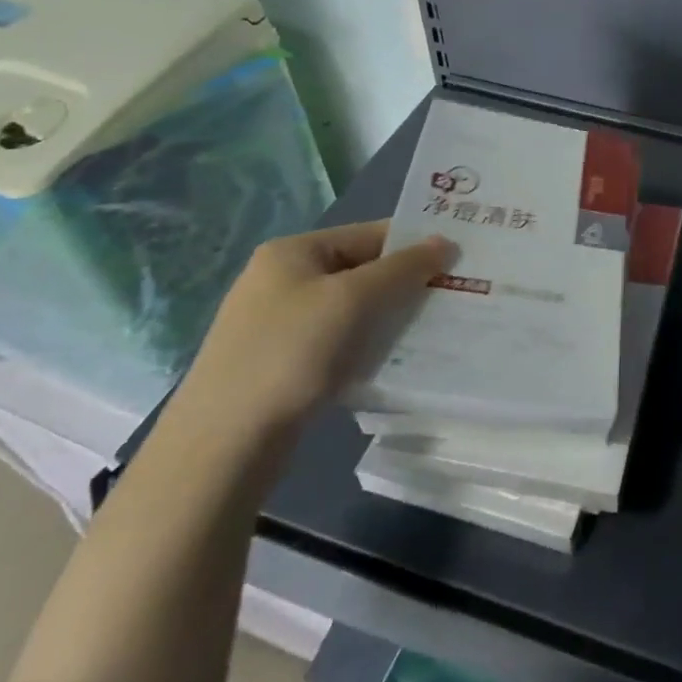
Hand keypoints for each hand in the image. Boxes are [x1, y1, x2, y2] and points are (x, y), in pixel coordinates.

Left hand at [179, 219, 451, 437]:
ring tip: (433, 331)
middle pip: (362, 270)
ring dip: (389, 318)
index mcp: (293, 252)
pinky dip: (367, 346)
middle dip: (405, 285)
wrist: (221, 448)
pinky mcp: (281, 364)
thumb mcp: (353, 300)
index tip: (459, 263)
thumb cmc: (289, 355)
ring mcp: (278, 324)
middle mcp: (282, 280)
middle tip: (454, 298)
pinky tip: (393, 362)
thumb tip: (445, 242)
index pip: (370, 234)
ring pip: (353, 310)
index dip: (415, 246)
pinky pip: (338, 341)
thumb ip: (403, 268)